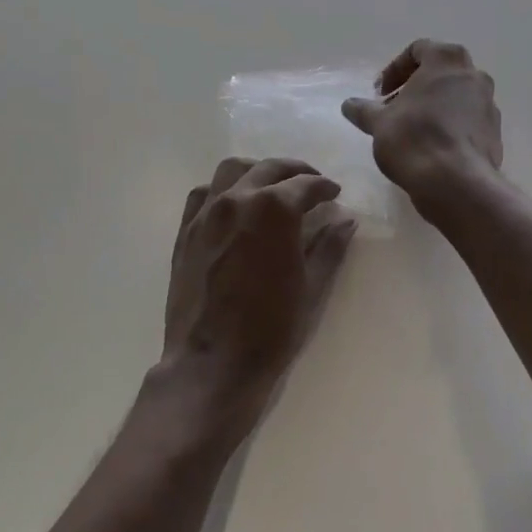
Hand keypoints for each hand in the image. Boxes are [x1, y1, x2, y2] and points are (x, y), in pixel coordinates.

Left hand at [156, 157, 356, 438]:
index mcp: (274, 209)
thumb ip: (330, 246)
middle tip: (311, 183)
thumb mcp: (312, 286)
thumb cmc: (272, 328)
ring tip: (272, 186)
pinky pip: (203, 194)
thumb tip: (346, 220)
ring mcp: (206, 213)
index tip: (334, 193)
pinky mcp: (185, 231)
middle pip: (270, 168)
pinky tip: (233, 204)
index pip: (305, 185)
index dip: (324, 187)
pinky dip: (223, 189)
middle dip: (295, 171)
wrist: (213, 362)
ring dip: (257, 171)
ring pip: (232, 170)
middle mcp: (237, 199)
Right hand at [342, 40, 502, 219]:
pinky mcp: (495, 132)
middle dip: (415, 88)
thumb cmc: (414, 139)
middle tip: (395, 109)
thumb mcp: (378, 123)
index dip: (394, 70)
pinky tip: (432, 149)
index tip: (380, 94)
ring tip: (413, 131)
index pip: (418, 50)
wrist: (456, 182)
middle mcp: (474, 75)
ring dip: (434, 107)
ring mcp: (489, 104)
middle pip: (440, 72)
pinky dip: (450, 126)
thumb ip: (363, 110)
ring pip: (456, 97)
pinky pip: (468, 121)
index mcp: (447, 60)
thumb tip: (349, 105)